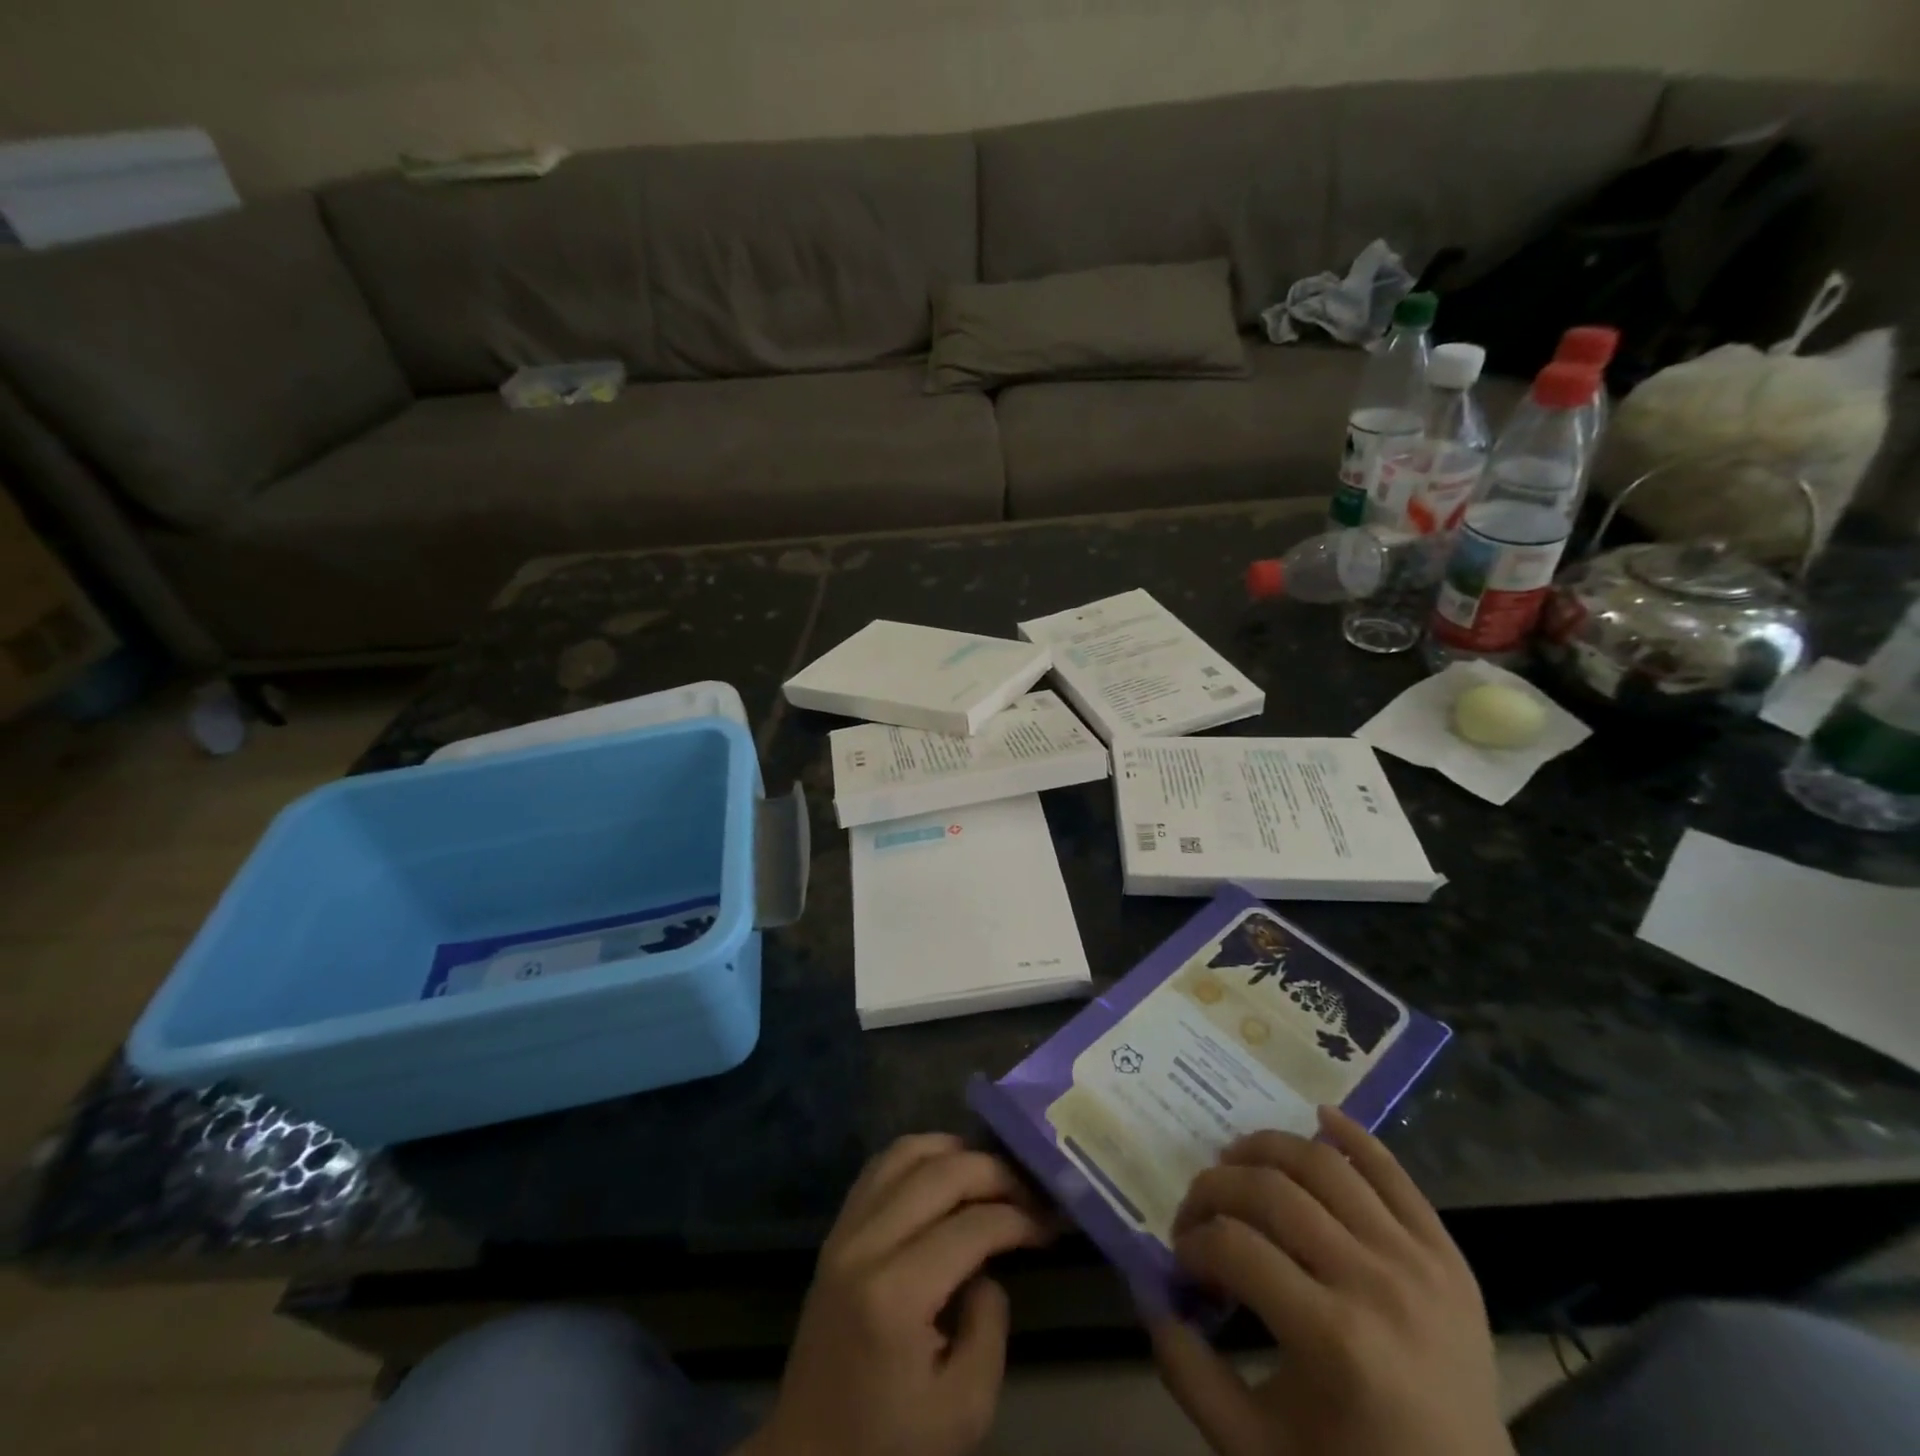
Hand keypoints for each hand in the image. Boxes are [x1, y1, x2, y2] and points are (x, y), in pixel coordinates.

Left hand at [741, 1134, 1051, 1455]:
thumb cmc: (891, 1444)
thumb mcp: (964, 1409)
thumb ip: (989, 1326)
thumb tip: (989, 1265)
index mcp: (897, 1293)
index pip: (972, 1226)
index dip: (1020, 1218)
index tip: (1051, 1224)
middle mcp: (866, 1243)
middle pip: (940, 1173)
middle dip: (995, 1172)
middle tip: (1031, 1190)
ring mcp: (844, 1230)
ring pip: (906, 1153)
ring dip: (955, 1151)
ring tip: (992, 1174)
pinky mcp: (835, 1230)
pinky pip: (880, 1166)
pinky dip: (919, 1156)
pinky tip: (945, 1172)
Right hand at [1151, 1106, 1511, 1455]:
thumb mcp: (1258, 1452)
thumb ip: (1190, 1375)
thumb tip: (1150, 1296)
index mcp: (1332, 1339)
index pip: (1234, 1247)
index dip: (1193, 1242)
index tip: (1182, 1257)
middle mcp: (1375, 1284)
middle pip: (1272, 1193)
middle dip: (1215, 1188)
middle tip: (1197, 1207)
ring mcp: (1418, 1263)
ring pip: (1325, 1165)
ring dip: (1268, 1148)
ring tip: (1238, 1160)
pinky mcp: (1448, 1257)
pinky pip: (1396, 1174)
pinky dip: (1355, 1135)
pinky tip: (1318, 1114)